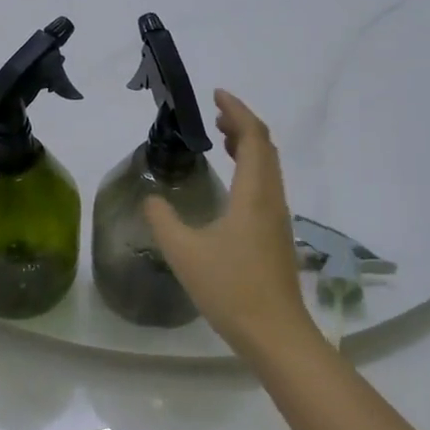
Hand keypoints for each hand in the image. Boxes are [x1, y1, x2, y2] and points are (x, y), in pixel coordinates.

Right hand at [144, 91, 316, 360]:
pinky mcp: (276, 236)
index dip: (237, 111)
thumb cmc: (231, 289)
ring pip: (269, 167)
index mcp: (254, 194)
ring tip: (221, 138)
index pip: (253, 138)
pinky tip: (231, 183)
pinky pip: (266, 186)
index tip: (216, 94)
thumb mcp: (184, 252)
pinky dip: (250, 168)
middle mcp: (271, 199)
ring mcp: (278, 219)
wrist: (275, 334)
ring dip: (247, 146)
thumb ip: (163, 219)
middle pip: (265, 148)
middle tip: (214, 113)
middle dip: (242, 124)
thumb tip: (152, 197)